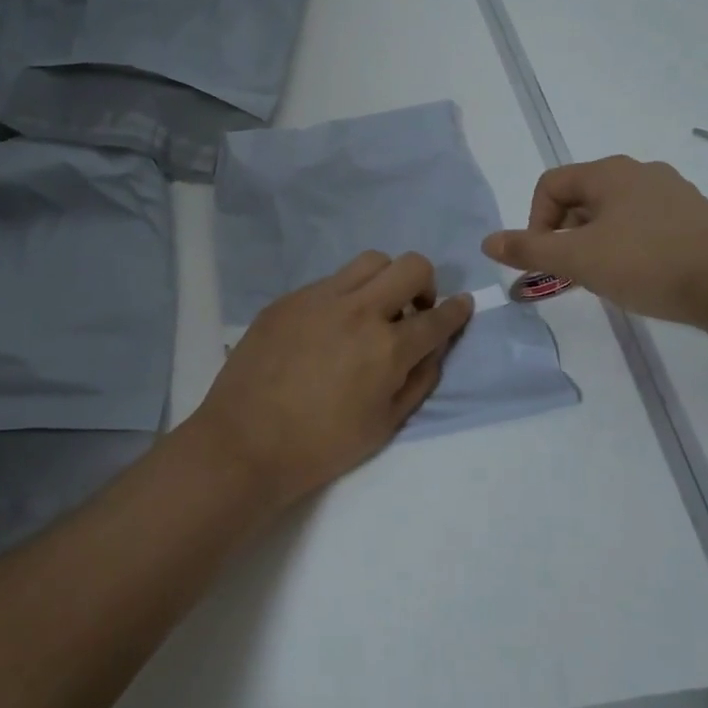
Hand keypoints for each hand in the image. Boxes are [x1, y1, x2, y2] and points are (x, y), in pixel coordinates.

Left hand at [185, 252, 474, 510]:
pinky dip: (344, 295)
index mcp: (387, 347)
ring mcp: (319, 298)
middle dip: (425, 283)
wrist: (245, 442)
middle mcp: (358, 310)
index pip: (438, 317)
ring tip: (373, 309)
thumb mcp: (384, 425)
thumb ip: (417, 380)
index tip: (462, 305)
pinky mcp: (289, 298)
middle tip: (413, 309)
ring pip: (369, 261)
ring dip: (384, 279)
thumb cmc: (320, 446)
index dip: (458, 310)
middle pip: (410, 266)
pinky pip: (329, 281)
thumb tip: (433, 349)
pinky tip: (328, 326)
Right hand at [482, 157, 707, 328]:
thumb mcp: (577, 260)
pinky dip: (629, 244)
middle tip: (573, 271)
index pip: (551, 184)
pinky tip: (641, 274)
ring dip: (596, 241)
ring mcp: (673, 192)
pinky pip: (645, 223)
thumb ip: (528, 249)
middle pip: (581, 197)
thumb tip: (487, 241)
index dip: (536, 220)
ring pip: (613, 212)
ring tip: (606, 276)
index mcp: (609, 172)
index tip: (547, 258)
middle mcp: (641, 171)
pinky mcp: (696, 216)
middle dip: (566, 234)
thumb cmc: (647, 265)